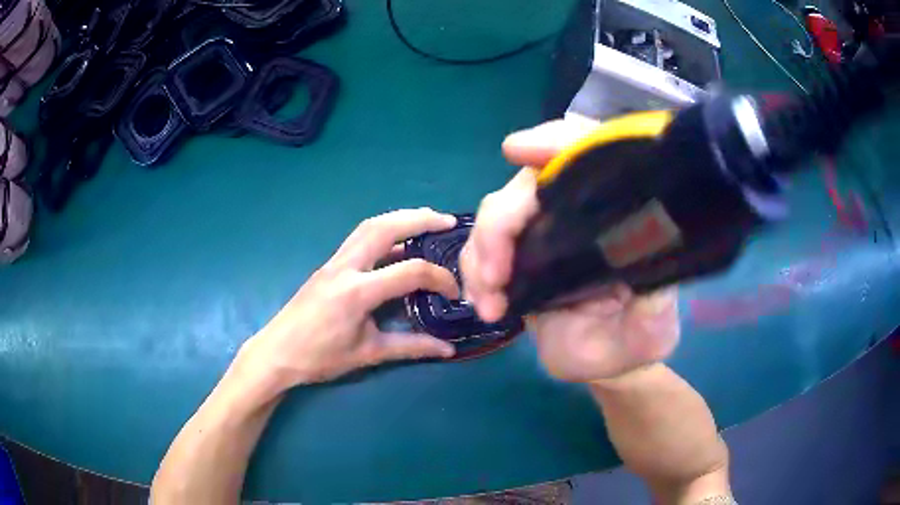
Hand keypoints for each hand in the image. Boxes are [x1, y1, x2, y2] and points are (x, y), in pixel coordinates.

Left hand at [238, 208, 459, 396]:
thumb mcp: (368, 354)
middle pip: (384, 228)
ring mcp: (333, 262)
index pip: (409, 271)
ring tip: (426, 220)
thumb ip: (411, 347)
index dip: (439, 278)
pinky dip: (383, 232)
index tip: (454, 291)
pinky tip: (397, 244)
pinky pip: (359, 239)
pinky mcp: (328, 265)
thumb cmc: (320, 358)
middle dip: (419, 219)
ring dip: (399, 218)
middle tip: (447, 221)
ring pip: (369, 227)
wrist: (277, 353)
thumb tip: (447, 349)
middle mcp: (345, 267)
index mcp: (357, 291)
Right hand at [461, 119, 679, 381]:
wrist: (605, 363)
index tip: (518, 149)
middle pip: (527, 185)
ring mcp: (543, 234)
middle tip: (496, 276)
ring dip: (481, 251)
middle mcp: (577, 214)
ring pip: (496, 213)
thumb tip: (639, 283)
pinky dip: (473, 271)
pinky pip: (481, 247)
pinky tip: (485, 305)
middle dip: (501, 222)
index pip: (589, 155)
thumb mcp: (652, 333)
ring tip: (490, 302)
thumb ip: (652, 313)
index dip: (556, 142)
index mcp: (616, 216)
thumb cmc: (634, 342)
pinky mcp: (518, 257)